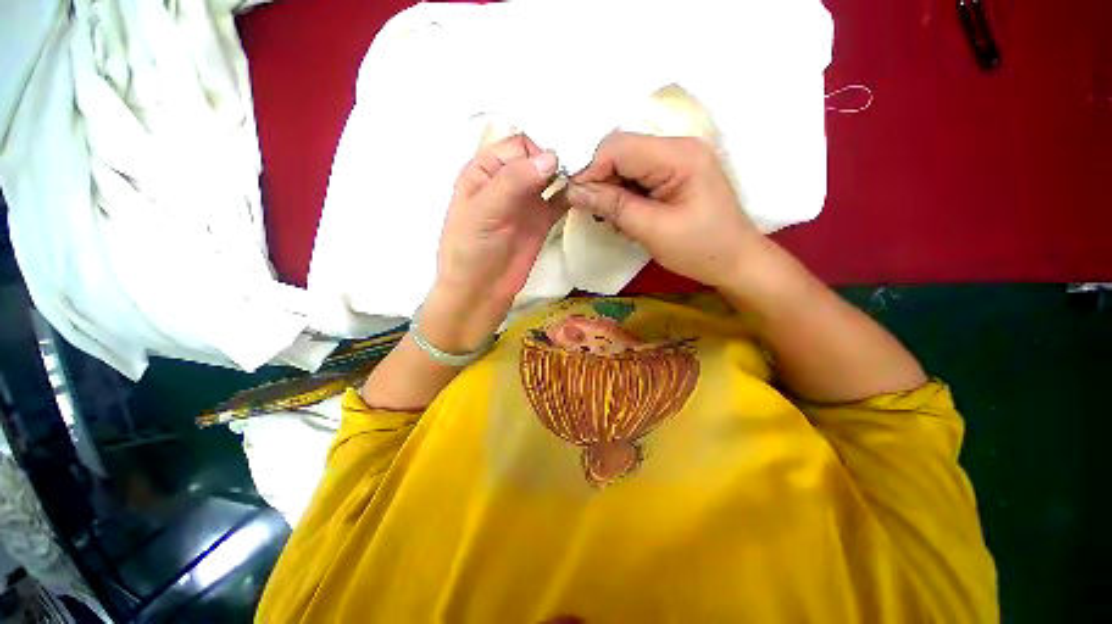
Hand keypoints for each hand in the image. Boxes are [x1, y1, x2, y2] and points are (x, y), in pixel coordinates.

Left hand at [430, 134, 563, 345]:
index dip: (537, 151)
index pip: (517, 145)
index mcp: (485, 171)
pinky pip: (559, 200)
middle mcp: (507, 181)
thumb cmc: (472, 250)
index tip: (555, 168)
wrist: (480, 291)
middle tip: (580, 168)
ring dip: (567, 175)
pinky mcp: (541, 220)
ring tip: (586, 178)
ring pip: (551, 177)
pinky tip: (582, 194)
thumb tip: (552, 157)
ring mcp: (526, 201)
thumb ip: (514, 181)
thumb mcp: (484, 211)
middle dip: (557, 159)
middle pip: (537, 158)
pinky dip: (570, 195)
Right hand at [567, 132, 764, 288]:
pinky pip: (636, 177)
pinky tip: (627, 217)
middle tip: (597, 214)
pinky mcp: (673, 175)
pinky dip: (624, 196)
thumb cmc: (700, 249)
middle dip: (601, 181)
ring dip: (611, 191)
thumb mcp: (653, 230)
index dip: (591, 170)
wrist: (735, 262)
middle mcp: (677, 147)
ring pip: (625, 165)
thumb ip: (613, 206)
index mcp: (678, 155)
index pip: (618, 147)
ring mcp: (676, 160)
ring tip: (615, 220)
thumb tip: (573, 191)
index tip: (576, 199)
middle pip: (621, 152)